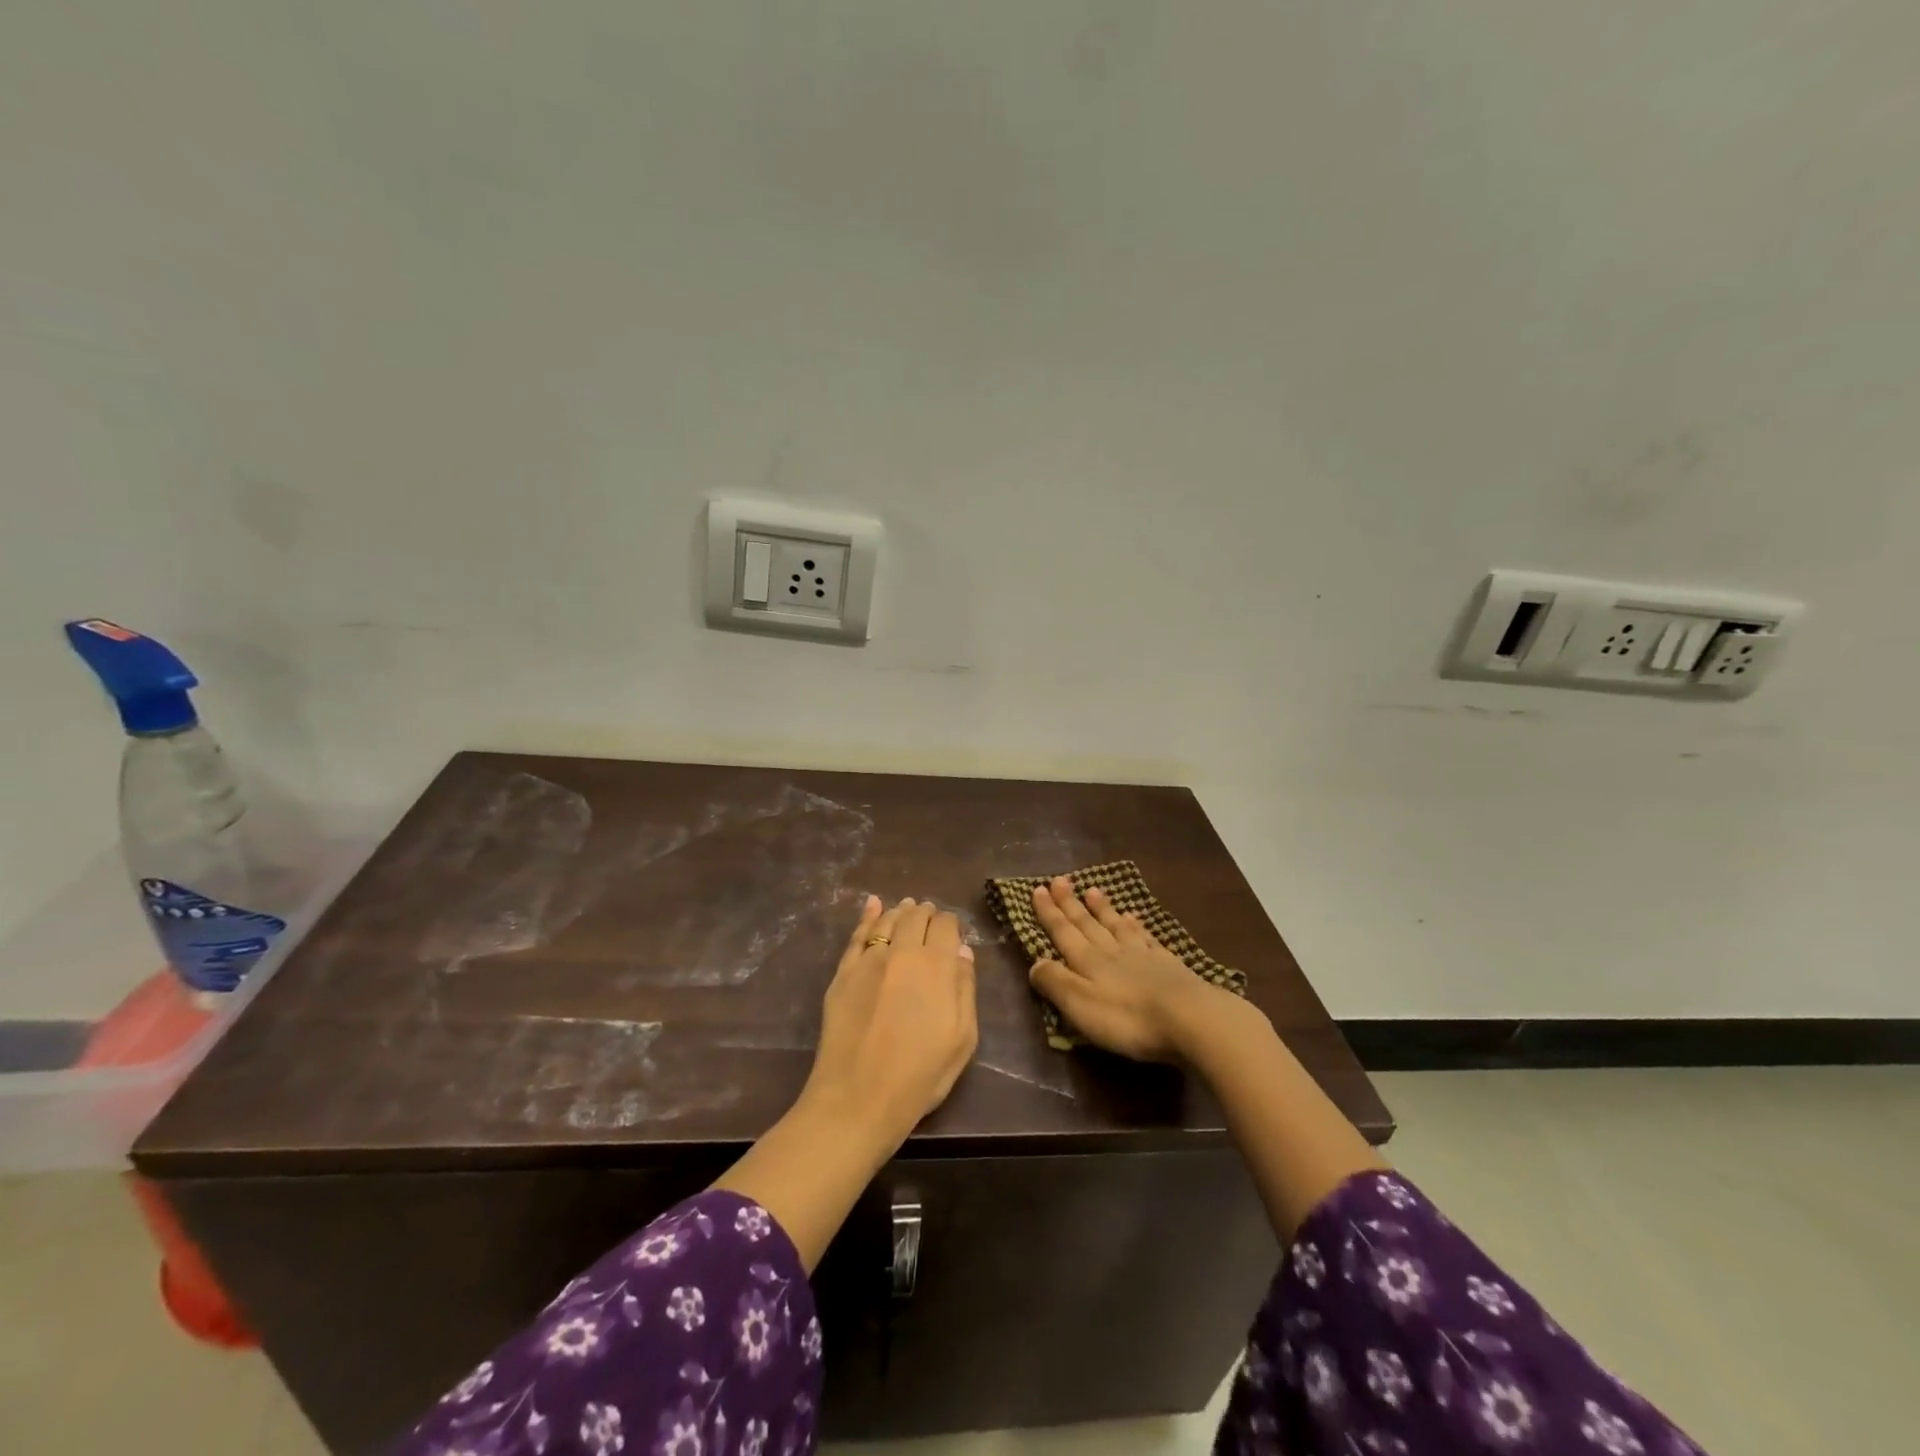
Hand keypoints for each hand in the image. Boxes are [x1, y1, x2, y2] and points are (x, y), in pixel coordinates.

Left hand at [803, 896, 978, 1144]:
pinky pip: (857, 935)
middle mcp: (903, 952)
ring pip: (888, 920)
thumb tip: (962, 951)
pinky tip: (872, 904)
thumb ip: (964, 989)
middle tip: (931, 917)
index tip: (953, 935)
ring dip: (901, 911)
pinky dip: (867, 915)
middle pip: (916, 917)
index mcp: (937, 966)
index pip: (946, 926)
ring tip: (908, 907)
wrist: (858, 1098)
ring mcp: (869, 960)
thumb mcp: (962, 1038)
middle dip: (927, 914)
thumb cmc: (920, 1075)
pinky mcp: (843, 973)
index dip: (952, 925)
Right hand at [1027, 876, 1236, 1062]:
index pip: (1063, 932)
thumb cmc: (1128, 1018)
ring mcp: (1142, 955)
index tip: (1038, 889)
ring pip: (1116, 925)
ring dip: (1102, 908)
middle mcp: (1112, 951)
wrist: (1190, 1019)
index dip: (1049, 912)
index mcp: (1088, 961)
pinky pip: (1146, 937)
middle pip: (1087, 923)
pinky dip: (1136, 925)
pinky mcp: (1168, 965)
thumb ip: (1055, 982)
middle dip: (1070, 903)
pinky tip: (1134, 917)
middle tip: (1060, 880)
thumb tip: (1035, 963)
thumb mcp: (1080, 1005)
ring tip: (1092, 890)